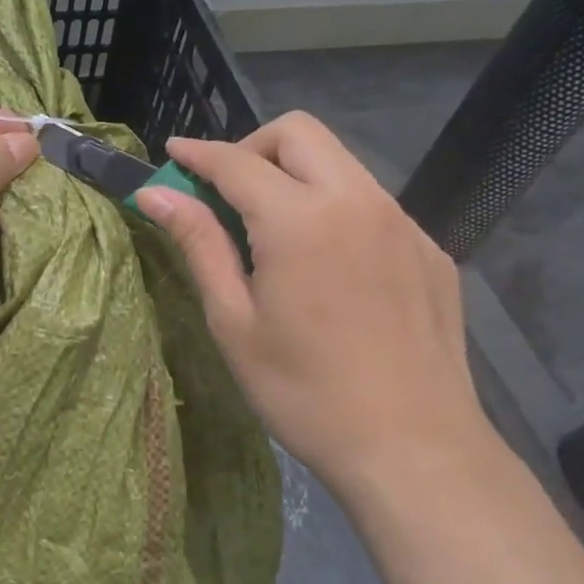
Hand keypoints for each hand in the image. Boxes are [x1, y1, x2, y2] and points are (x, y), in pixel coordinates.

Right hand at [133, 112, 494, 492]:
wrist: (415, 450)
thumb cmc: (305, 392)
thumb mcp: (234, 321)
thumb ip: (198, 244)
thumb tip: (155, 192)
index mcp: (301, 220)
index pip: (237, 161)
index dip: (198, 153)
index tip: (172, 153)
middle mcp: (357, 201)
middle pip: (298, 132)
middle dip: (251, 147)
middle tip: (226, 194)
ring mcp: (402, 222)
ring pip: (339, 161)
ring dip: (294, 174)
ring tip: (272, 231)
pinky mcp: (429, 249)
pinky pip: (371, 202)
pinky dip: (334, 208)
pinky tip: (327, 265)